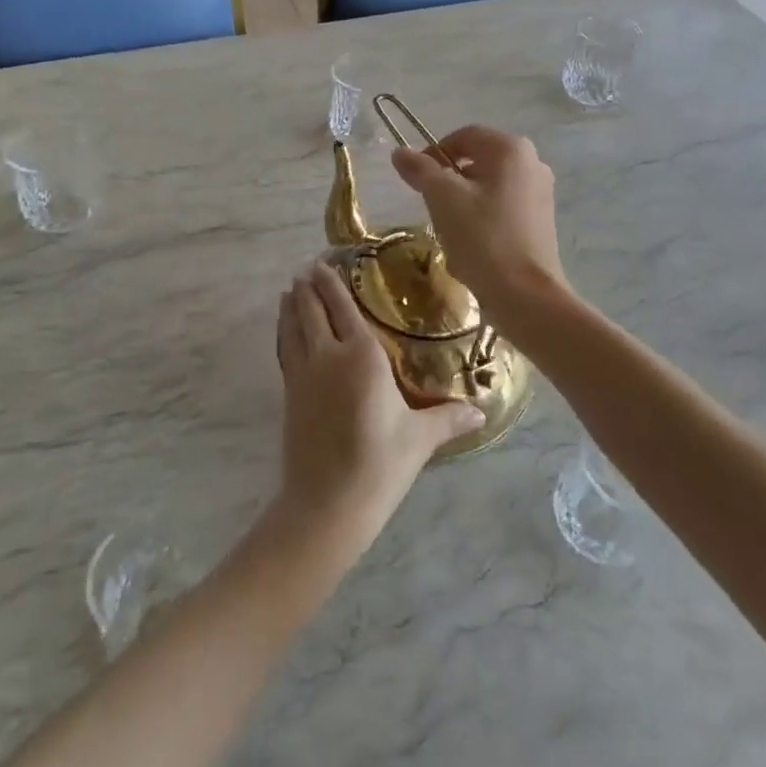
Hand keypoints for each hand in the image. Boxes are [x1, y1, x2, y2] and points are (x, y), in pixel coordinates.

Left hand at [275, 263, 482, 555]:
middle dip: (308, 288)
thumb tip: (482, 411)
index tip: (323, 264)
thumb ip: (450, 418)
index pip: (344, 307)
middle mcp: (329, 355)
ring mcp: (304, 374)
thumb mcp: (420, 439)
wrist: (327, 503)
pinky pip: (286, 351)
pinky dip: (284, 333)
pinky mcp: (290, 394)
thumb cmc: (380, 464)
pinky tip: (285, 331)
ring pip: (293, 328)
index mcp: (362, 356)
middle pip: (313, 311)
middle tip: (306, 269)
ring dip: (291, 306)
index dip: (332, 284)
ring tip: (289, 290)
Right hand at [390, 125, 565, 317]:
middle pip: (476, 163)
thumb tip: (400, 152)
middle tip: (430, 207)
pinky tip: (470, 249)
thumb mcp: (442, 198)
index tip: (414, 180)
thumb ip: (420, 170)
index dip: (433, 153)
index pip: (463, 137)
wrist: (525, 295)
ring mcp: (540, 195)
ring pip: (487, 189)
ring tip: (449, 232)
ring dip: (462, 206)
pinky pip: (501, 211)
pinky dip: (481, 223)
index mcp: (510, 149)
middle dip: (448, 183)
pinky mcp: (540, 223)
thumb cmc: (482, 237)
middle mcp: (532, 164)